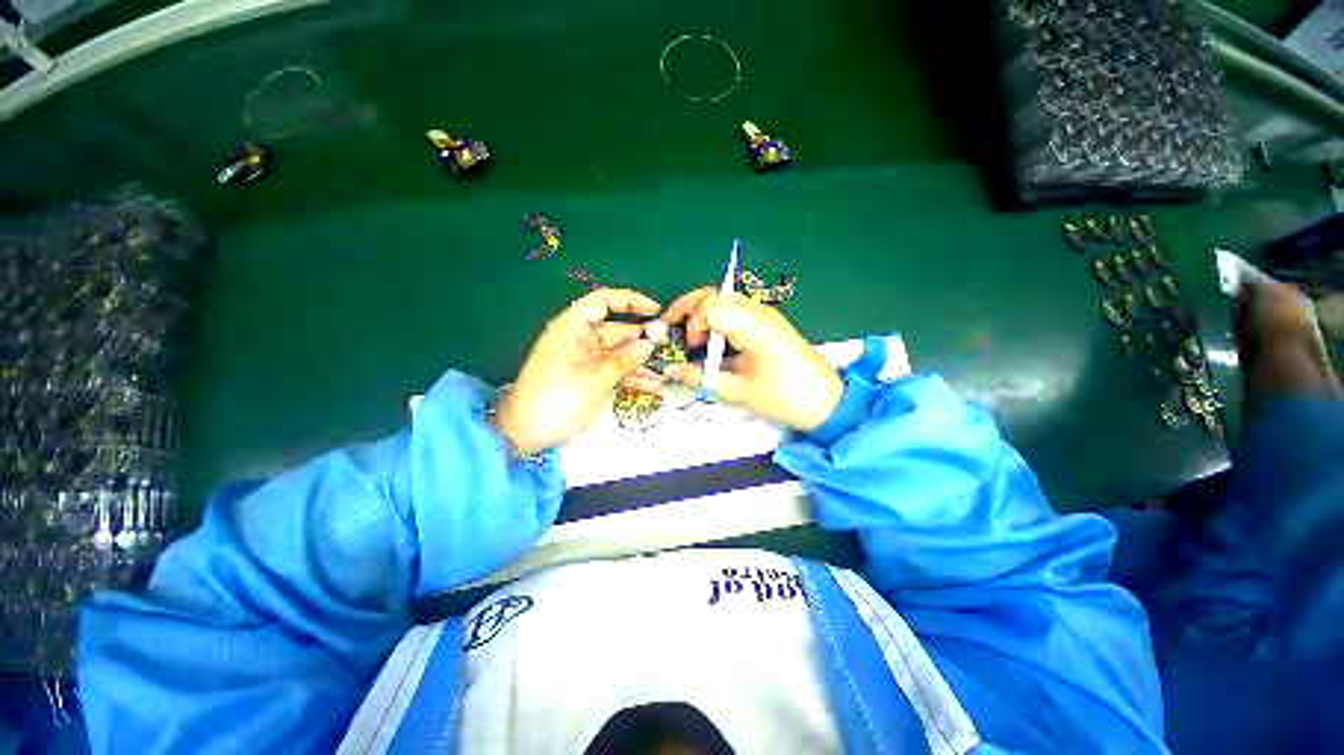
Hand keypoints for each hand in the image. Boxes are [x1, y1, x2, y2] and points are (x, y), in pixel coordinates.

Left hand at [495, 289, 660, 454]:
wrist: (526, 435)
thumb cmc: (557, 401)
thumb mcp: (594, 380)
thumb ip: (624, 360)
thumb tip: (649, 344)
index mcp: (572, 328)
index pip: (603, 302)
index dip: (630, 301)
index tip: (655, 310)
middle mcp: (579, 339)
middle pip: (616, 330)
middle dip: (641, 340)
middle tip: (668, 350)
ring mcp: (584, 359)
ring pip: (618, 353)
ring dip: (639, 363)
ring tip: (663, 373)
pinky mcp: (587, 377)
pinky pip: (613, 370)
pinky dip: (629, 376)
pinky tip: (651, 385)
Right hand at [661, 288, 843, 430]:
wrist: (827, 402)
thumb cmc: (784, 397)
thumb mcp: (738, 390)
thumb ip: (701, 377)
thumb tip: (671, 370)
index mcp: (752, 324)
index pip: (710, 305)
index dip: (692, 324)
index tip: (691, 347)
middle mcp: (758, 311)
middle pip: (714, 293)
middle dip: (688, 307)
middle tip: (671, 325)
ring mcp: (765, 314)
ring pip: (724, 299)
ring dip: (702, 312)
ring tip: (689, 333)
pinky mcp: (768, 322)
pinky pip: (735, 310)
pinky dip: (717, 319)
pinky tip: (712, 338)